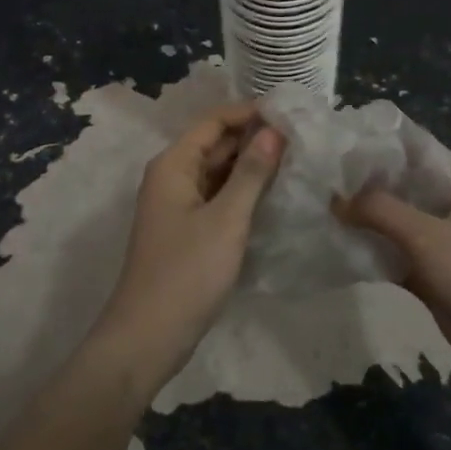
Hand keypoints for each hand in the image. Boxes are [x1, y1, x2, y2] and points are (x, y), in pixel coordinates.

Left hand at [97, 104, 285, 383]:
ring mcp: (179, 204)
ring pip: (219, 171)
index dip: (250, 113)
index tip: (291, 114)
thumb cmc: (187, 272)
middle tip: (302, 138)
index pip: (214, 121)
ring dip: (251, 165)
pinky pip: (218, 196)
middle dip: (254, 138)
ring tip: (296, 161)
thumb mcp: (226, 219)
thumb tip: (274, 130)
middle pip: (216, 144)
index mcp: (173, 164)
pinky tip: (274, 195)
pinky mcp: (188, 229)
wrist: (148, 336)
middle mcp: (172, 176)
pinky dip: (243, 191)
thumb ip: (251, 173)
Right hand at [338, 171, 450, 391]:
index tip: (339, 148)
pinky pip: (396, 254)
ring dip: (366, 221)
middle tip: (322, 179)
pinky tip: (338, 245)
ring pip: (397, 223)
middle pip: (404, 189)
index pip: (418, 154)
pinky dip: (373, 251)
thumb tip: (334, 198)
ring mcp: (445, 243)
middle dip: (366, 188)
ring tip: (322, 208)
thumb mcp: (427, 236)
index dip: (380, 151)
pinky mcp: (433, 275)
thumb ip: (379, 210)